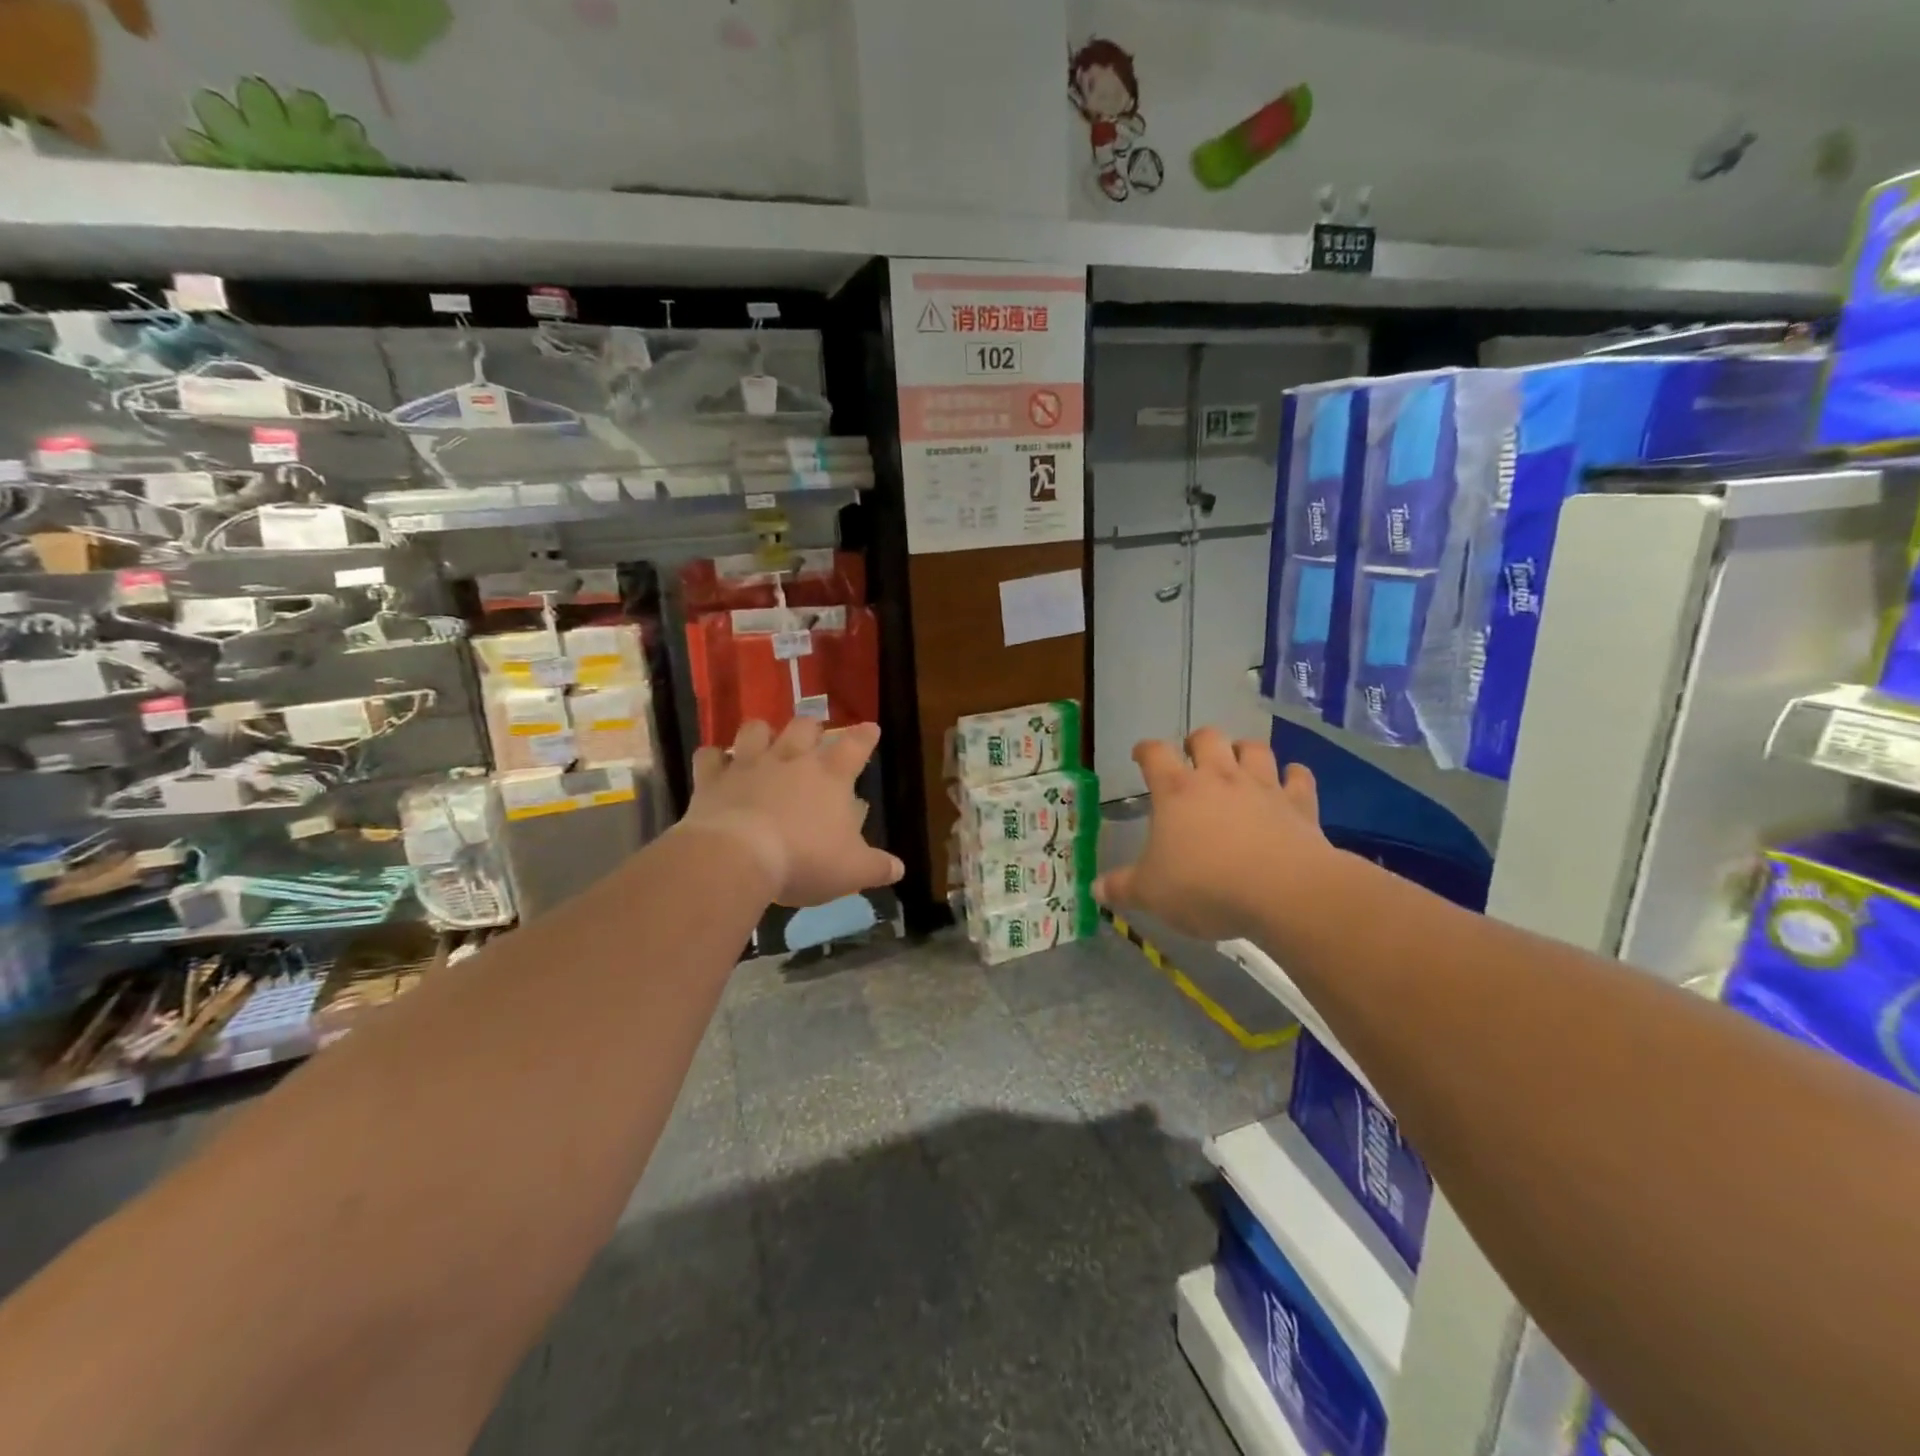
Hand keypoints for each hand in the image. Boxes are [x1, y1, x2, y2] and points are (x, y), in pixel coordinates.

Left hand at [680, 718, 903, 907]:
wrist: (738, 858)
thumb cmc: (804, 860)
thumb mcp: (852, 871)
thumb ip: (877, 867)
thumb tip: (898, 869)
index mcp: (830, 776)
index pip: (856, 745)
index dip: (866, 736)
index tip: (871, 728)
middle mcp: (791, 760)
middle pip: (804, 726)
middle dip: (812, 728)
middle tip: (814, 737)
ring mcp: (749, 765)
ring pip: (756, 729)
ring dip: (762, 732)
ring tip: (764, 742)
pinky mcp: (712, 779)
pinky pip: (709, 756)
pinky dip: (713, 758)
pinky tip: (716, 764)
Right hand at [1093, 727, 1332, 942]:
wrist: (1283, 892)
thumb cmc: (1205, 887)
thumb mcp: (1151, 893)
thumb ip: (1123, 888)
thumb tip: (1095, 890)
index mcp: (1176, 791)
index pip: (1154, 754)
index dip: (1145, 750)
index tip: (1140, 755)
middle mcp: (1219, 778)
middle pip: (1208, 737)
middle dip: (1198, 741)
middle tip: (1193, 757)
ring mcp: (1262, 787)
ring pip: (1254, 748)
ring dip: (1245, 751)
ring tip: (1239, 763)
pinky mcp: (1299, 804)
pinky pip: (1299, 777)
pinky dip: (1294, 776)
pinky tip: (1290, 781)